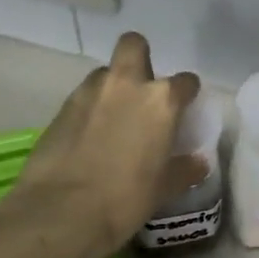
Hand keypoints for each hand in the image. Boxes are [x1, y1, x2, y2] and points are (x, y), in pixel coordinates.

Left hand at [4, 32, 205, 257]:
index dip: (187, 93)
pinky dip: (89, 109)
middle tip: (141, 90)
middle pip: (133, 45)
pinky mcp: (60, 108)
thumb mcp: (164, 188)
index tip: (184, 108)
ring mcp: (89, 93)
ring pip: (104, 72)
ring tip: (112, 118)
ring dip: (112, 87)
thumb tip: (198, 163)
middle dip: (140, 59)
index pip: (185, 81)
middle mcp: (126, 85)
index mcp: (160, 101)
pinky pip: (81, 97)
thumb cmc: (125, 198)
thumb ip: (184, 169)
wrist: (62, 211)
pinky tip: (88, 137)